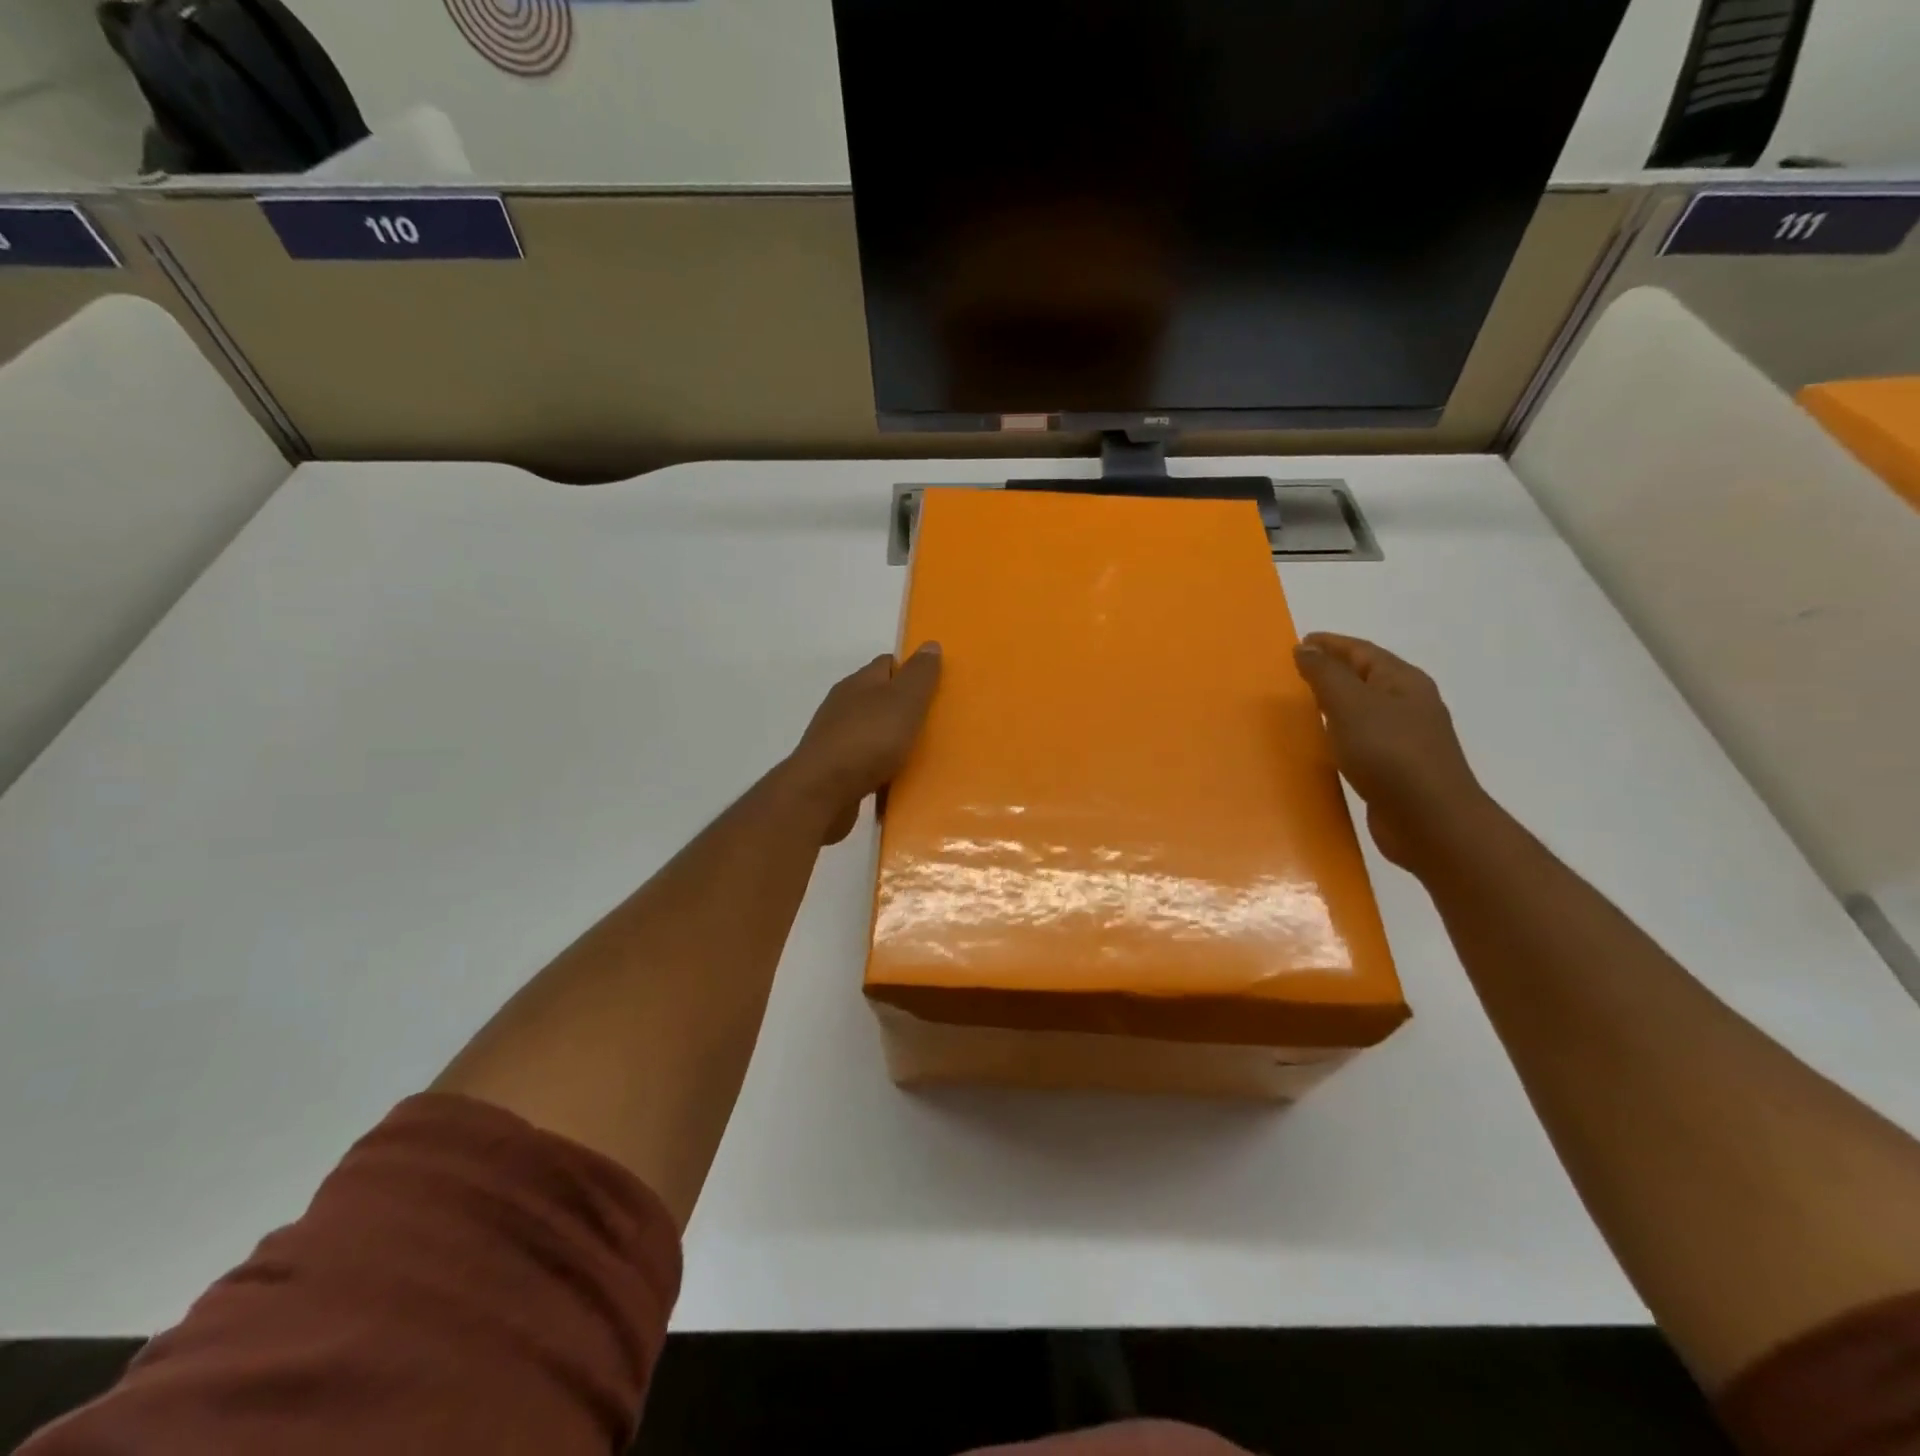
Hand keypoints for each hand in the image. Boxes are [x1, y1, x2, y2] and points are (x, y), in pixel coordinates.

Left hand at [785, 644, 942, 843]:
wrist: (821, 793)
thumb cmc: (868, 740)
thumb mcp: (904, 701)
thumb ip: (919, 675)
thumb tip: (930, 645)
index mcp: (859, 683)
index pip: (888, 664)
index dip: (913, 671)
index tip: (938, 688)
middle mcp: (843, 706)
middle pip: (880, 698)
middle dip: (906, 708)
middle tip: (937, 723)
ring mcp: (836, 738)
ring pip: (872, 731)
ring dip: (893, 739)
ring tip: (923, 754)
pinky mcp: (834, 769)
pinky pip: (865, 761)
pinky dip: (882, 766)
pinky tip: (898, 778)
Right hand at [1293, 633, 1490, 870]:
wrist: (1431, 821)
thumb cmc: (1390, 754)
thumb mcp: (1351, 705)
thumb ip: (1325, 674)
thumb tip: (1305, 648)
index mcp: (1403, 682)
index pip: (1362, 651)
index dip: (1330, 644)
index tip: (1298, 643)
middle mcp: (1409, 705)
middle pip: (1366, 678)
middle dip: (1333, 672)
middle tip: (1296, 673)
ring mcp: (1406, 739)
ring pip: (1365, 710)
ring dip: (1336, 704)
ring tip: (1304, 706)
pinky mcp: (1397, 770)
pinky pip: (1363, 740)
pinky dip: (1341, 734)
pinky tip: (1326, 745)